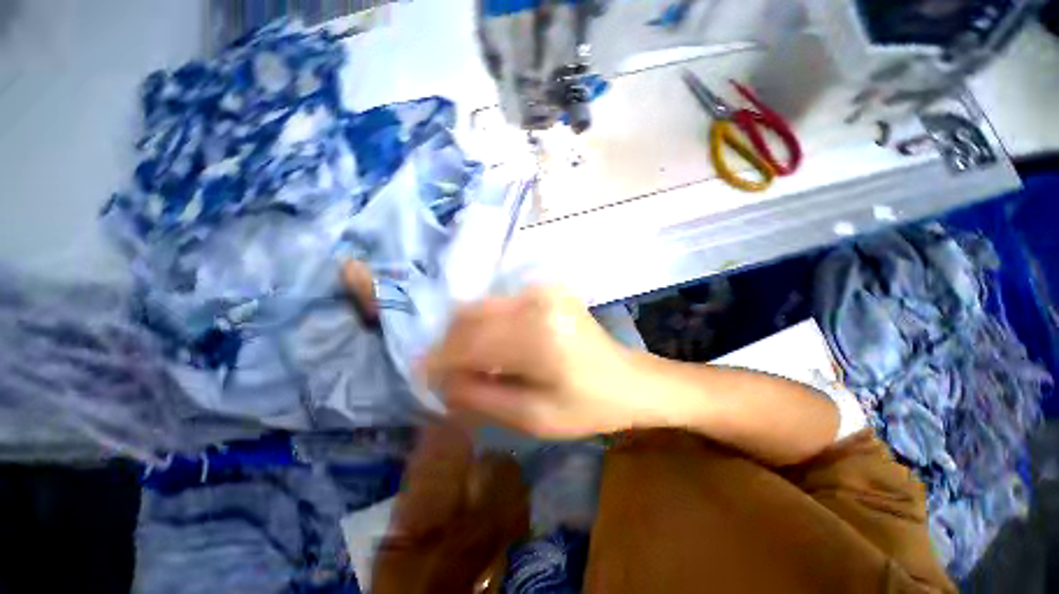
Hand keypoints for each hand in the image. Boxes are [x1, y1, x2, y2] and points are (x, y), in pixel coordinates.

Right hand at [423, 286, 648, 438]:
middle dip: (449, 345)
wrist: (628, 379)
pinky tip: (494, 349)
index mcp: (538, 337)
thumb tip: (441, 379)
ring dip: (466, 336)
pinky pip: (498, 306)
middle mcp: (536, 302)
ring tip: (472, 364)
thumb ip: (480, 396)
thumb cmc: (587, 406)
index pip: (469, 342)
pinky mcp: (545, 290)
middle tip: (448, 374)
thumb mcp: (532, 417)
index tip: (425, 378)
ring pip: (480, 308)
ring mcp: (542, 291)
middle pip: (469, 317)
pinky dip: (486, 327)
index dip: (440, 360)